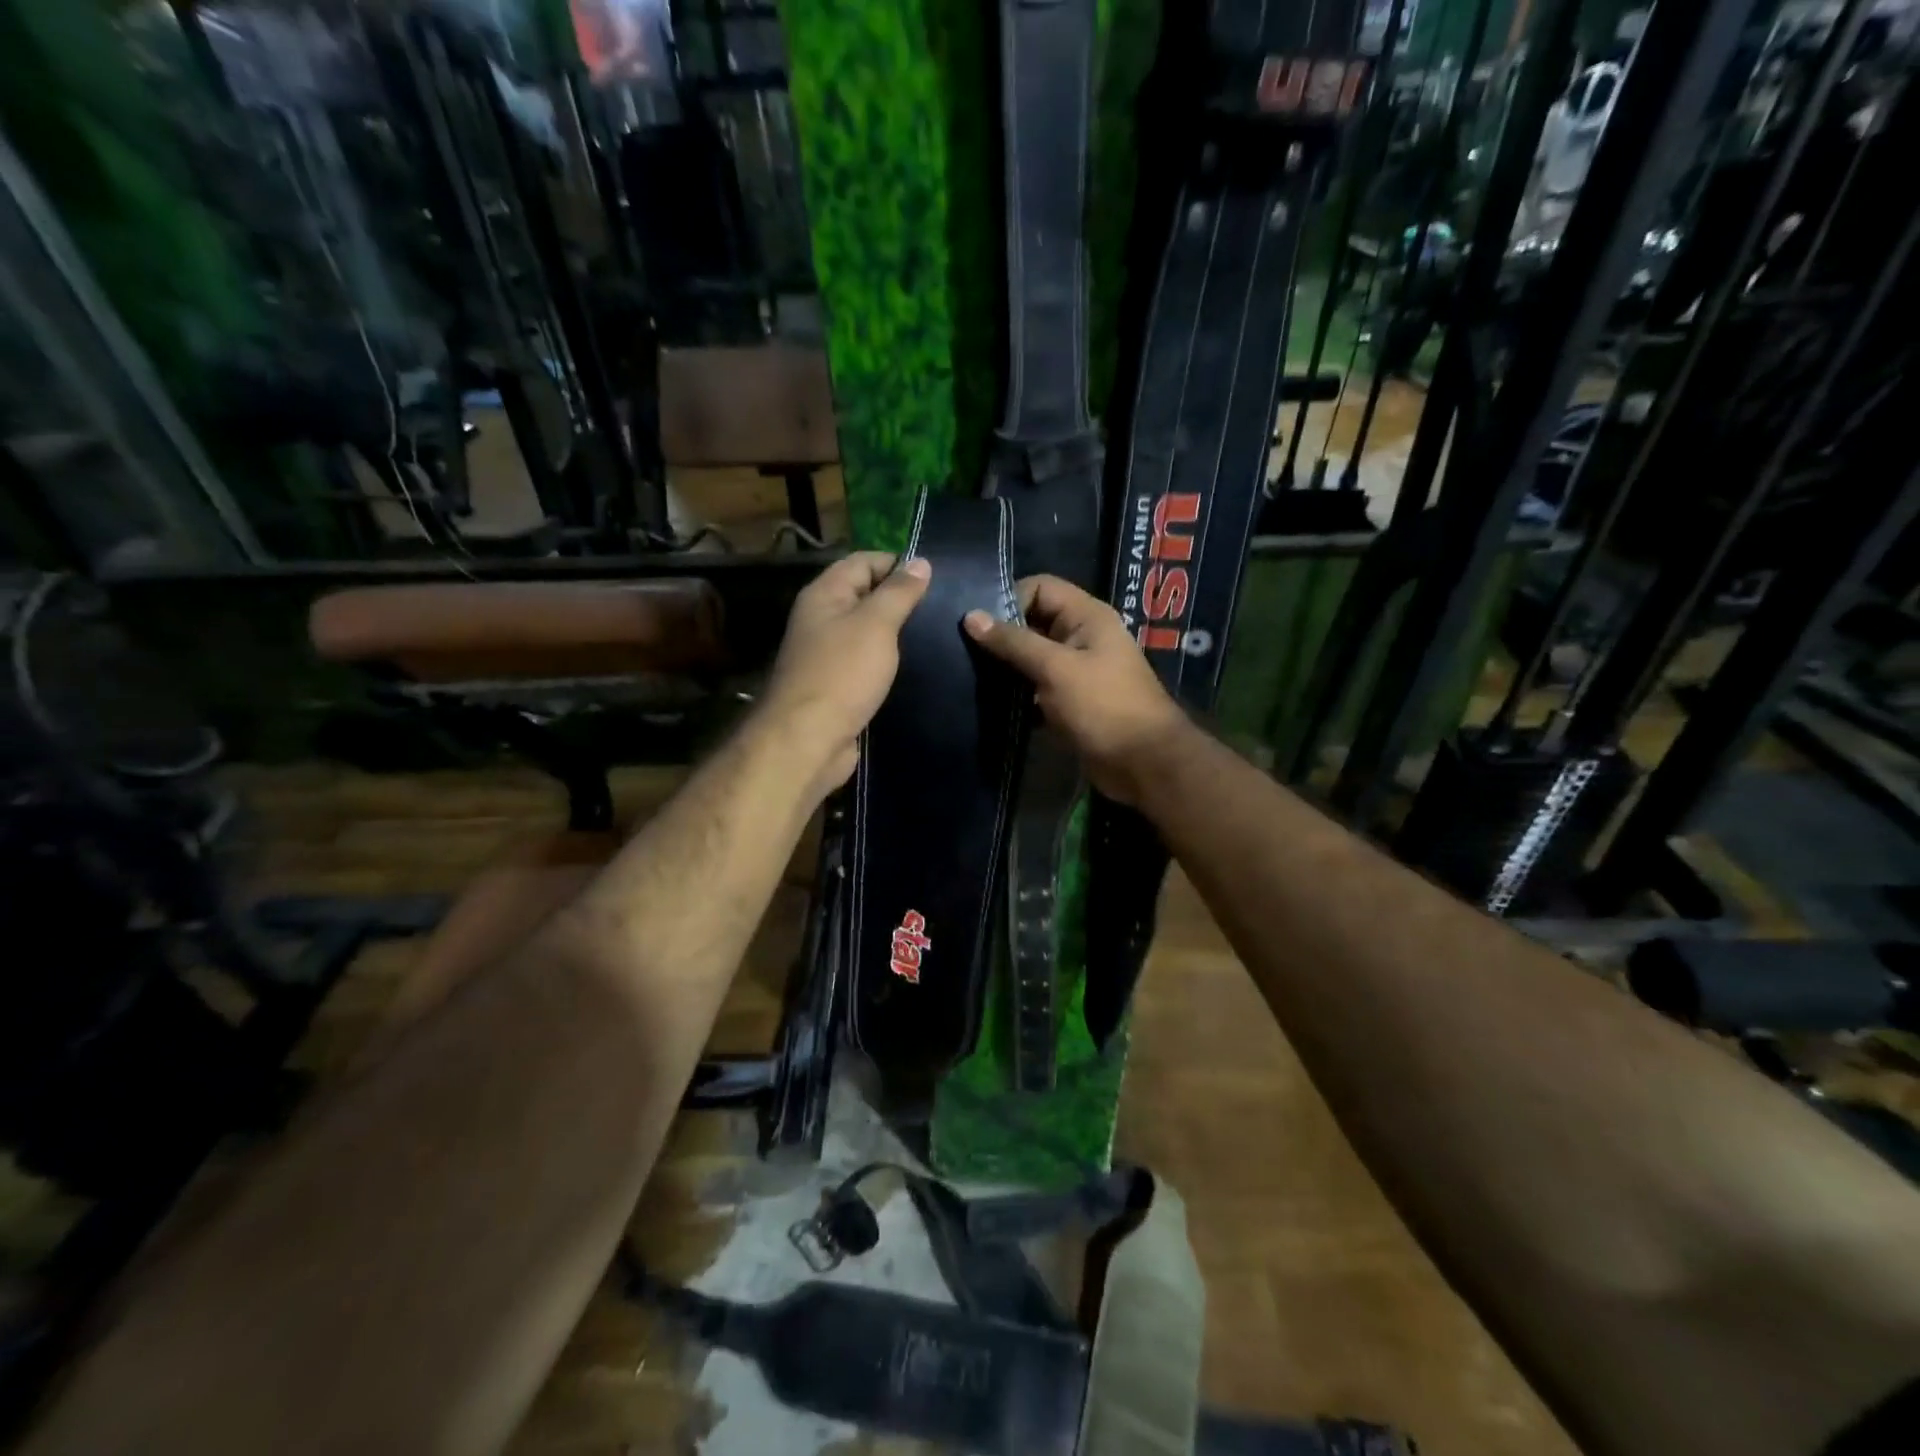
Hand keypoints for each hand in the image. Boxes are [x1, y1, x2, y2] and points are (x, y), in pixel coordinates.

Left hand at [760, 551, 931, 792]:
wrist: (808, 740)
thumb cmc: (842, 673)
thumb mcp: (876, 624)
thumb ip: (899, 592)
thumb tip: (920, 562)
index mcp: (824, 595)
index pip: (863, 561)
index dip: (897, 563)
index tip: (935, 577)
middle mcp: (821, 619)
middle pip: (864, 595)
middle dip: (900, 598)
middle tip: (943, 606)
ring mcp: (827, 654)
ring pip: (867, 631)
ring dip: (896, 632)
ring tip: (937, 634)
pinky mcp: (837, 685)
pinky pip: (866, 662)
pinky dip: (887, 661)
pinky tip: (914, 666)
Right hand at [964, 575, 1187, 806]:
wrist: (1143, 763)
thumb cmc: (1103, 706)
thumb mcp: (1055, 668)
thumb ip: (1013, 642)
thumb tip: (970, 617)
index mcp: (1086, 616)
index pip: (1040, 587)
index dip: (1008, 599)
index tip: (976, 625)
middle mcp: (1081, 637)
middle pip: (1033, 622)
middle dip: (1001, 635)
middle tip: (963, 651)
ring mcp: (1076, 670)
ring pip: (1032, 657)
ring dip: (1006, 667)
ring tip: (971, 676)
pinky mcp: (1070, 701)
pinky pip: (1036, 687)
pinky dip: (1017, 693)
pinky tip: (991, 703)